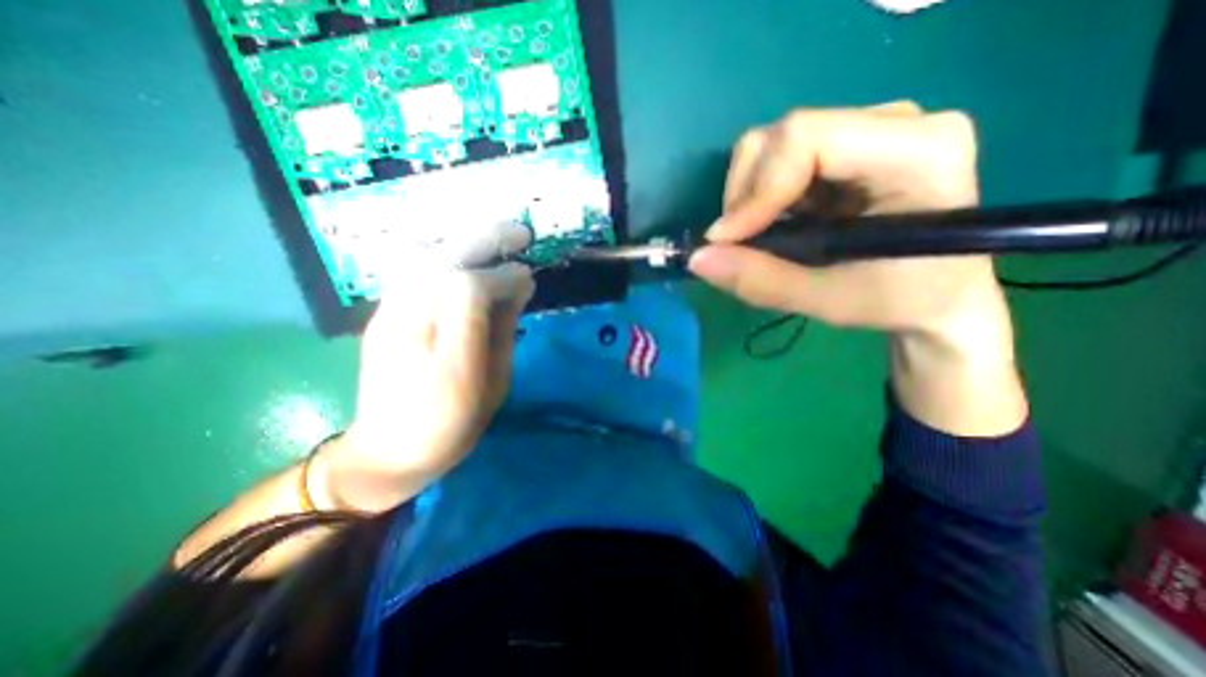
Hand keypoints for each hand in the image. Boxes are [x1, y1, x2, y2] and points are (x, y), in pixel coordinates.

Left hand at [311, 223, 536, 513]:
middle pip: (442, 261)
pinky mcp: (381, 313)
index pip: (468, 288)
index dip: (502, 275)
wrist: (386, 452)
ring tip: (498, 240)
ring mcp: (387, 314)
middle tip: (520, 234)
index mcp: (446, 355)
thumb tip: (520, 285)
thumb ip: (505, 330)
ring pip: (425, 257)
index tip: (528, 275)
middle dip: (484, 240)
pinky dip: (446, 255)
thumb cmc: (451, 425)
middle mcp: (408, 325)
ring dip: (465, 242)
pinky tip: (468, 257)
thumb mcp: (493, 385)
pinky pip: (415, 269)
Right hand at [692, 103, 1019, 436]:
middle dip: (745, 195)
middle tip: (742, 244)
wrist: (938, 296)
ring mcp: (870, 129)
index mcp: (917, 150)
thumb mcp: (827, 300)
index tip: (725, 240)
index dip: (755, 190)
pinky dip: (761, 198)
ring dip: (749, 198)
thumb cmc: (898, 302)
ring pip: (773, 145)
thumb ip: (761, 280)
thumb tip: (696, 259)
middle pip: (783, 134)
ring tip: (765, 238)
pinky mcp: (847, 146)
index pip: (806, 139)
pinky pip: (779, 160)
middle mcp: (896, 122)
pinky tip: (779, 226)